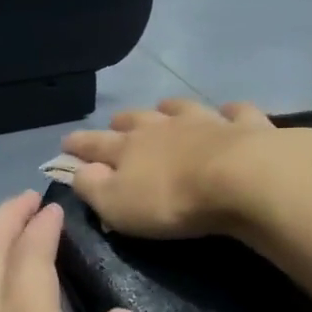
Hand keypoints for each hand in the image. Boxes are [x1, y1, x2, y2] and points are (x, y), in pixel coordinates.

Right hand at [60, 98, 311, 239]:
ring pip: (181, 108)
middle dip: (122, 122)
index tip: (65, 142)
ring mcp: (206, 122)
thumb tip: (76, 171)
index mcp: (130, 148)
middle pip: (137, 120)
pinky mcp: (245, 127)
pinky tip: (229, 112)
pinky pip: (235, 113)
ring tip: (164, 106)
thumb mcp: (118, 205)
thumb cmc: (172, 200)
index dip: (79, 145)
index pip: (96, 144)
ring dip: (169, 108)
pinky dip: (229, 112)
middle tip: (115, 124)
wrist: (239, 179)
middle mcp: (164, 127)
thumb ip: (93, 187)